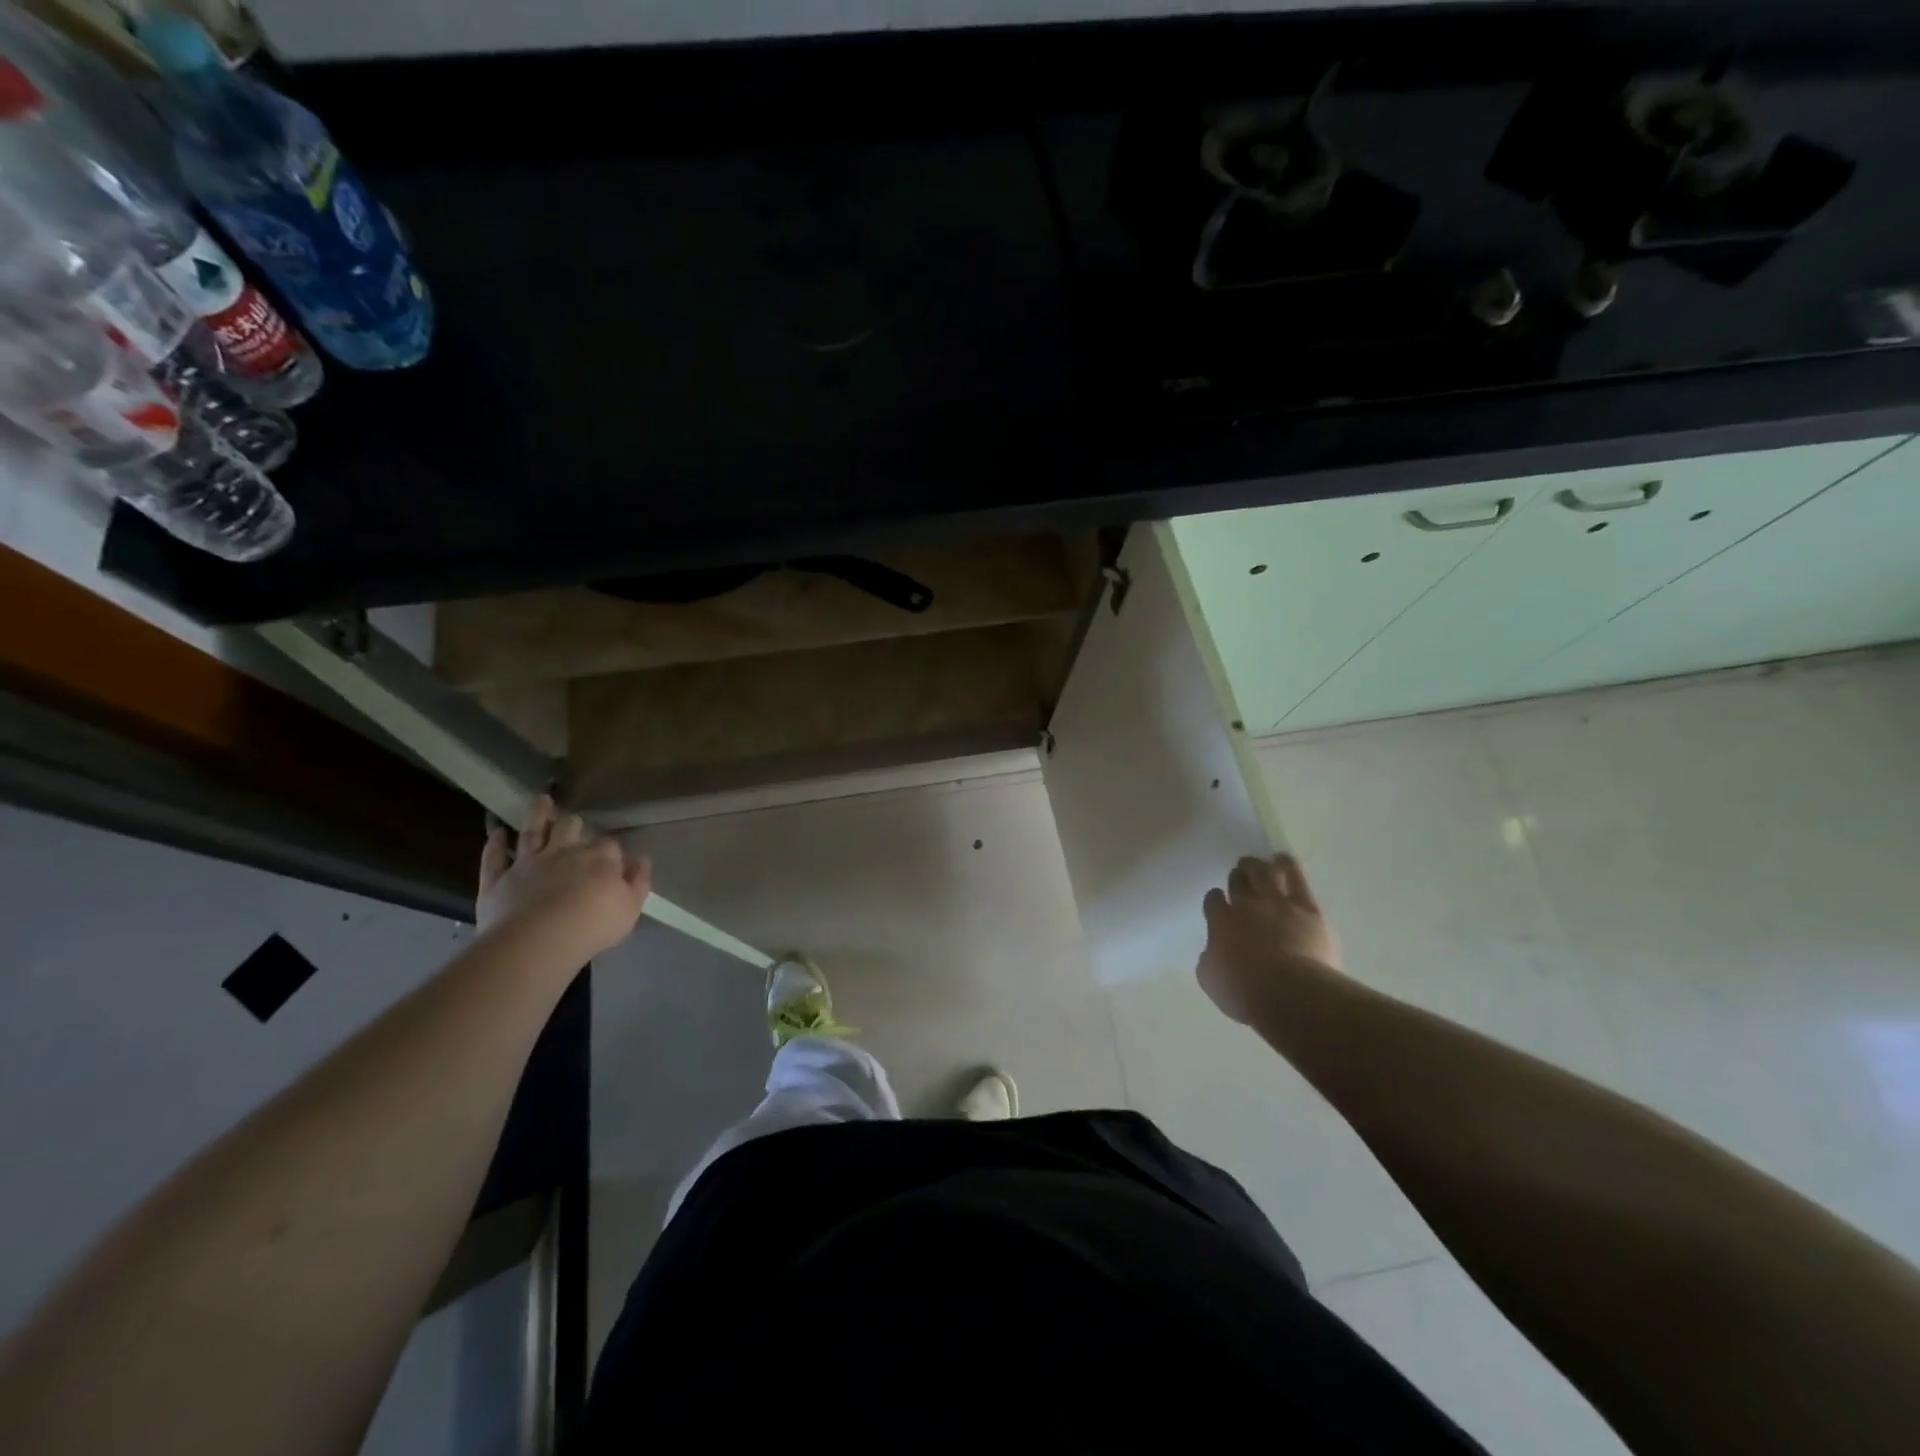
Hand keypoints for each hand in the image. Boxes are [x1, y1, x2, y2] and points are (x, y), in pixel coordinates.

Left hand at [476, 795, 650, 960]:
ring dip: (537, 815)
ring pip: (532, 832)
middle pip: (570, 828)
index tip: (613, 859)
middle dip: (574, 824)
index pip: (609, 845)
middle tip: (574, 822)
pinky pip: (494, 858)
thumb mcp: (630, 908)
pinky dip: (495, 844)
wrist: (537, 941)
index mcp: (599, 859)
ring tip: (541, 800)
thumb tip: (641, 860)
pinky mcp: (498, 880)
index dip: (611, 851)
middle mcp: (563, 852)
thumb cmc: (592, 926)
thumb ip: (638, 882)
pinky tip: (497, 833)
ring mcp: (528, 864)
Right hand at [1198, 853, 1341, 1024]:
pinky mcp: (1307, 908)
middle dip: (1237, 876)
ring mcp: (1277, 903)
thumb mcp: (1211, 980)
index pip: (1214, 900)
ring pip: (1265, 873)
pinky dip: (1288, 866)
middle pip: (1239, 882)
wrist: (1290, 992)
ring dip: (1259, 865)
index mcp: (1220, 922)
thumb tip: (1213, 952)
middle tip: (1239, 874)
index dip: (1216, 899)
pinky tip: (1284, 860)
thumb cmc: (1245, 992)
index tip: (1219, 902)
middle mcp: (1246, 905)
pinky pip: (1296, 879)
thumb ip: (1210, 960)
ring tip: (1259, 862)